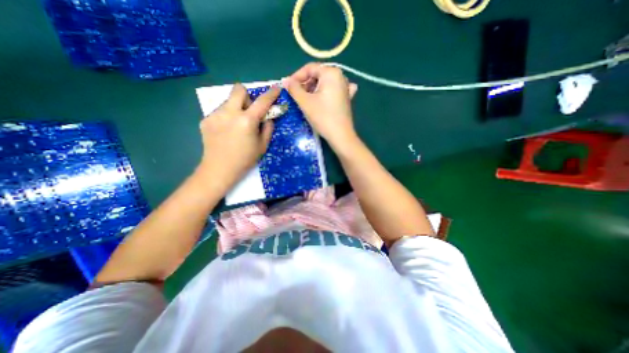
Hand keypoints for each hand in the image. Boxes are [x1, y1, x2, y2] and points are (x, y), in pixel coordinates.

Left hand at [197, 83, 277, 189]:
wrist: (219, 169)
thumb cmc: (245, 159)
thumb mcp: (263, 145)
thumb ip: (268, 128)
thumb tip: (268, 117)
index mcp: (247, 120)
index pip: (262, 101)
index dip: (271, 94)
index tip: (276, 88)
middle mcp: (230, 113)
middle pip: (238, 89)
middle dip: (247, 96)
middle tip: (249, 111)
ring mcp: (215, 115)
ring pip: (228, 101)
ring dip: (236, 108)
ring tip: (236, 126)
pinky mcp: (206, 119)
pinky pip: (220, 111)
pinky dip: (227, 117)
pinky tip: (226, 131)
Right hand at [281, 62, 355, 148]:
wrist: (340, 135)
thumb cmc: (323, 117)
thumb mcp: (305, 102)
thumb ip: (294, 88)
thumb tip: (285, 80)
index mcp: (331, 73)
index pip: (310, 68)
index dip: (296, 77)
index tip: (288, 87)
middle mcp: (341, 76)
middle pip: (318, 75)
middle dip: (305, 84)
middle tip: (296, 95)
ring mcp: (346, 88)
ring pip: (325, 84)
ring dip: (314, 90)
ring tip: (306, 100)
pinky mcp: (347, 98)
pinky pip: (334, 91)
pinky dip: (326, 93)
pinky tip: (324, 98)